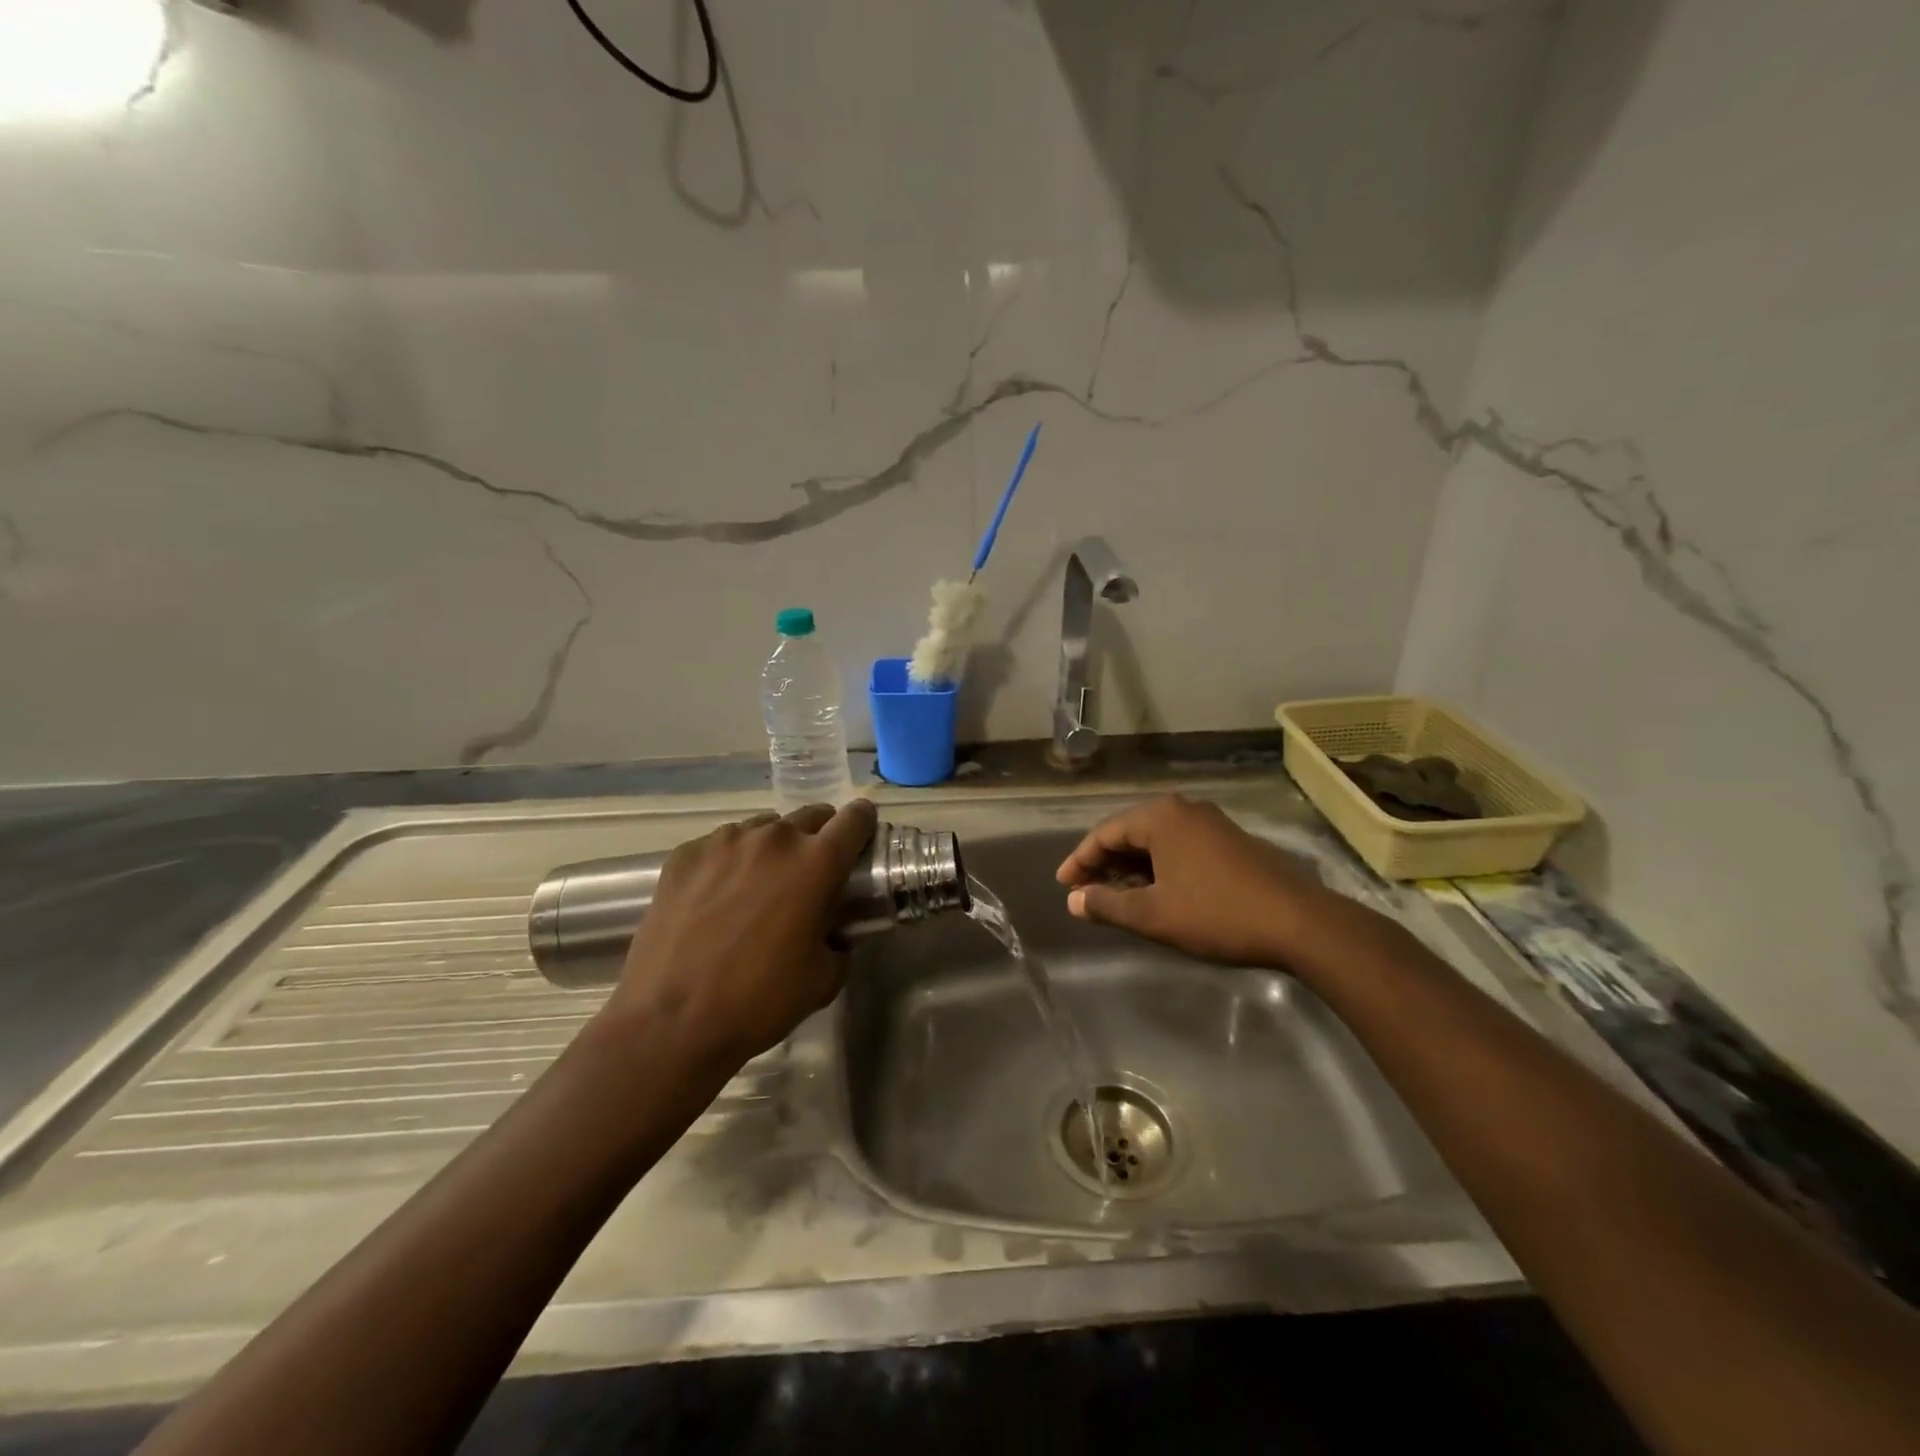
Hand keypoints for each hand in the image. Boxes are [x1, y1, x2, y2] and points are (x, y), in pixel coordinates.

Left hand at [603, 800, 877, 1071]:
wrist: (669, 1022)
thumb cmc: (758, 1001)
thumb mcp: (824, 979)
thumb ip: (840, 942)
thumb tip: (834, 933)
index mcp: (817, 863)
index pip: (855, 819)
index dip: (864, 824)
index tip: (862, 838)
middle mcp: (774, 838)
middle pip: (811, 816)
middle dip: (819, 837)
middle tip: (810, 874)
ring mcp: (725, 841)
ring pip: (764, 829)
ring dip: (772, 849)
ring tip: (759, 887)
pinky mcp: (685, 854)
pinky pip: (721, 845)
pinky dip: (729, 862)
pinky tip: (716, 899)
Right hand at [1055, 794, 1343, 967]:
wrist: (1299, 923)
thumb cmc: (1216, 914)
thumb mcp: (1153, 915)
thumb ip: (1107, 904)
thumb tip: (1074, 900)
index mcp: (1161, 817)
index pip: (1105, 833)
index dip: (1079, 861)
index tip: (1063, 886)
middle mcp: (1184, 810)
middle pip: (1130, 833)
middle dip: (1104, 864)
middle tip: (1085, 892)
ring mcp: (1211, 824)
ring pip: (1156, 842)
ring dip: (1132, 868)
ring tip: (1115, 897)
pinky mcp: (1231, 842)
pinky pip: (1180, 848)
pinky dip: (1159, 868)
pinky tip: (1155, 893)